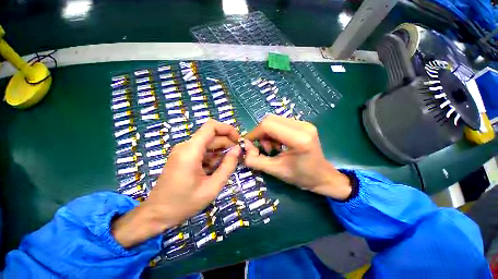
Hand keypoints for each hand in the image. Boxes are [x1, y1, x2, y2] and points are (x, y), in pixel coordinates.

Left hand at [112, 120, 240, 247]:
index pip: (211, 126)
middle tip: (239, 156)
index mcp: (191, 151)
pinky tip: (216, 170)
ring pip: (209, 143)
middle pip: (212, 136)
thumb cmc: (184, 203)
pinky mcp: (184, 156)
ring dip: (221, 151)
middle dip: (227, 143)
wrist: (156, 214)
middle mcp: (186, 146)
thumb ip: (228, 166)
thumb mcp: (212, 187)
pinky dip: (213, 157)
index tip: (238, 140)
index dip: (228, 129)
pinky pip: (203, 151)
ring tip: (228, 166)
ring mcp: (184, 151)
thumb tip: (238, 149)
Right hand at [244, 115, 351, 199]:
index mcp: (299, 139)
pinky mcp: (304, 124)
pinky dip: (274, 133)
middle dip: (261, 133)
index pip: (268, 125)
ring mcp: (305, 123)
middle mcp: (303, 126)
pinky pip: (281, 123)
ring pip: (274, 120)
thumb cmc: (301, 177)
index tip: (249, 144)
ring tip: (273, 148)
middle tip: (263, 148)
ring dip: (268, 133)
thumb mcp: (275, 171)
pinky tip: (279, 144)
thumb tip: (245, 148)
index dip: (254, 133)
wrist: (322, 176)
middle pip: (270, 120)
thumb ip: (255, 160)